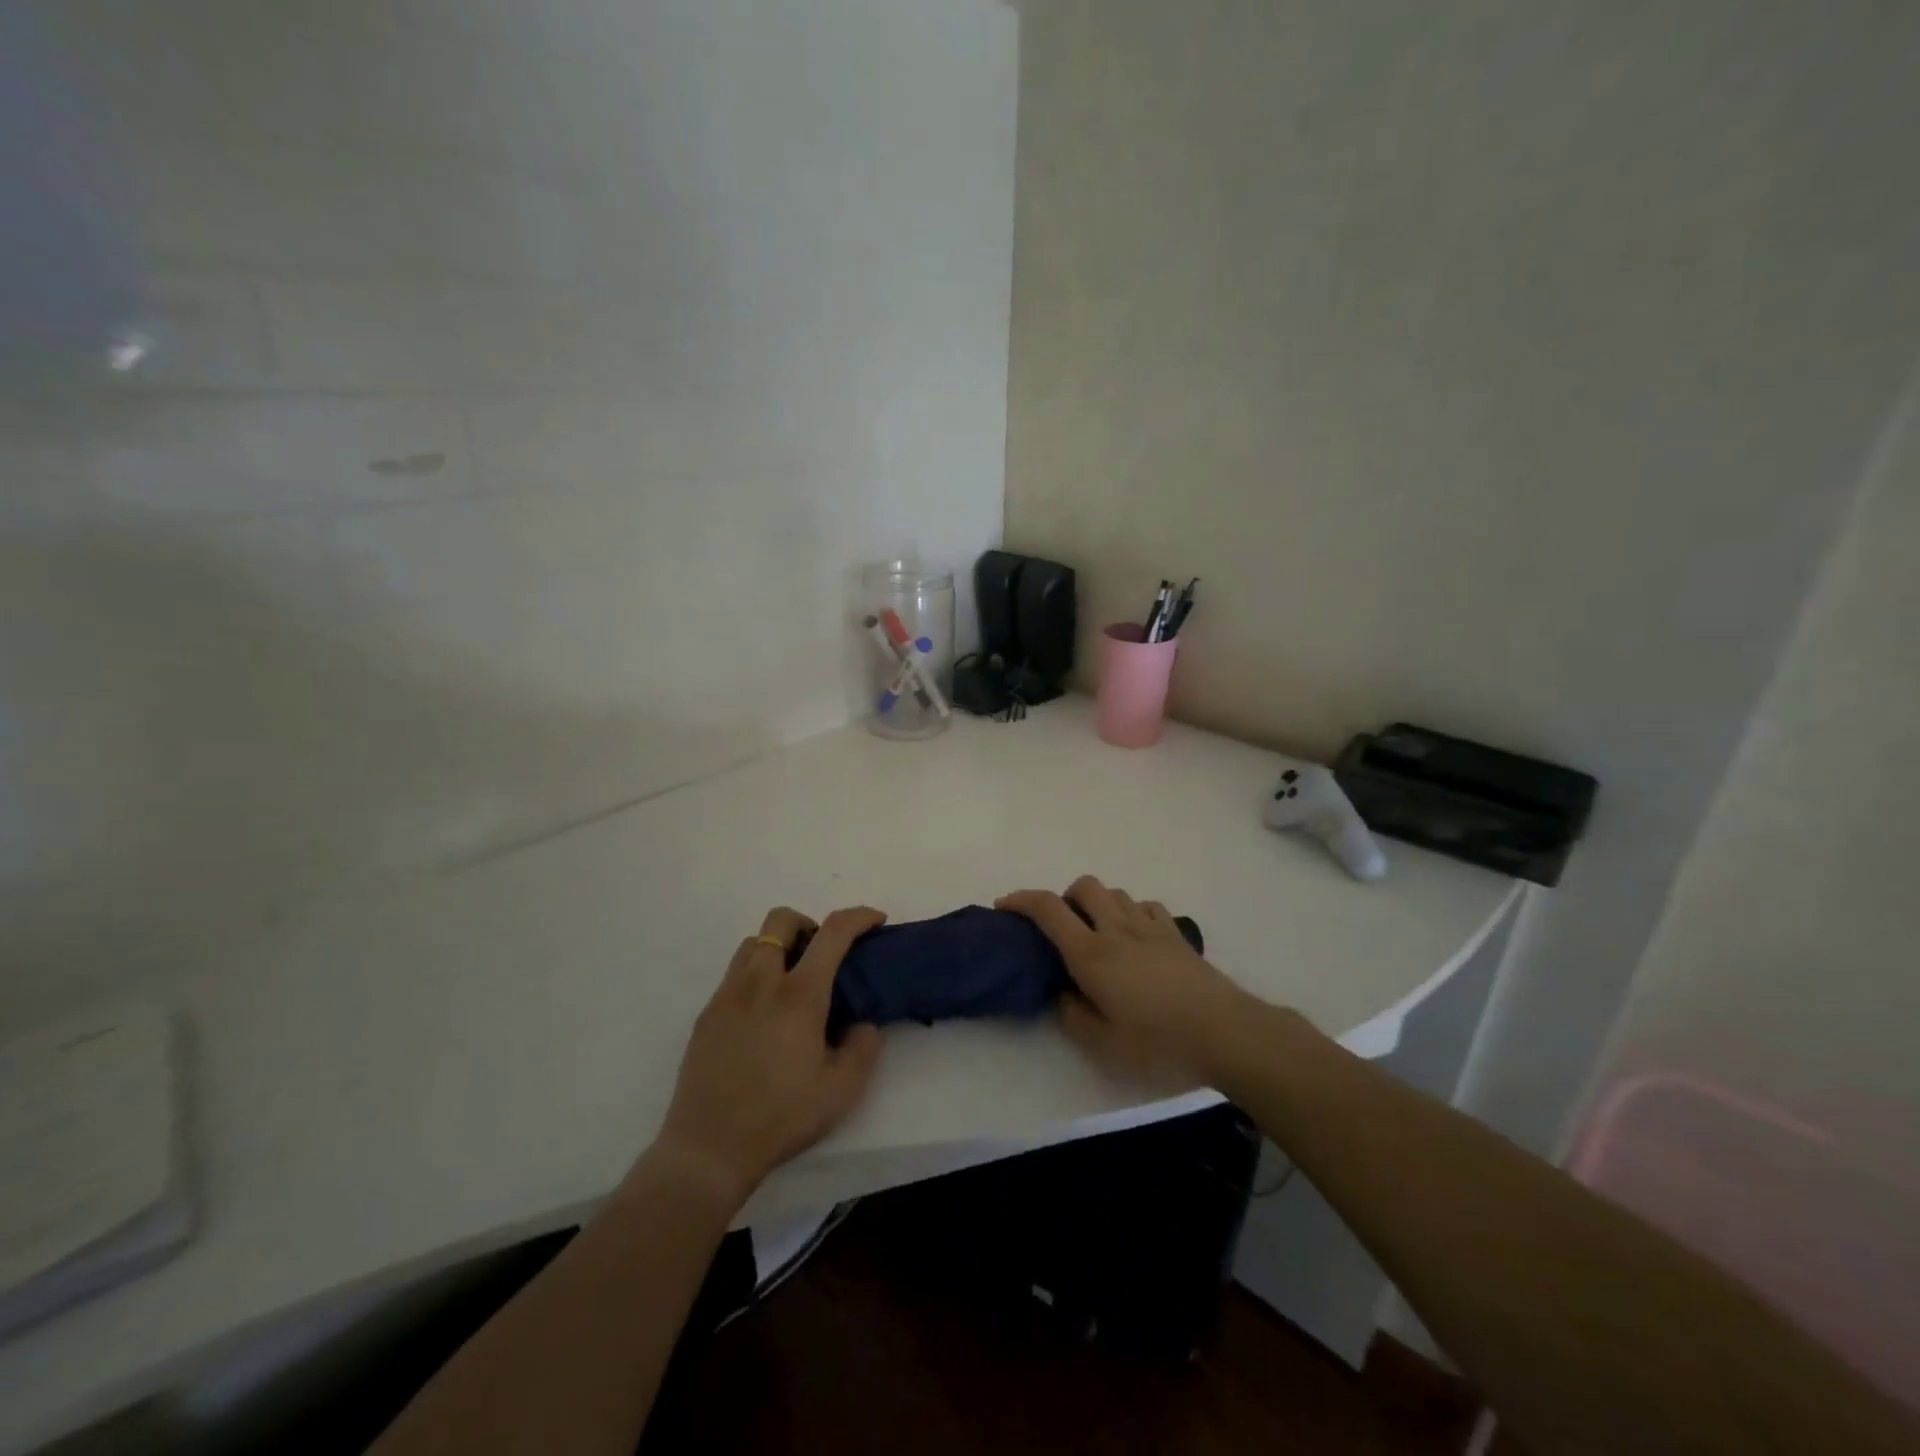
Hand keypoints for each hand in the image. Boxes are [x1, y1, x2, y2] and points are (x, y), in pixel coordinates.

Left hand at [649, 905, 886, 1209]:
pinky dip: (755, 975)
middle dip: (808, 924)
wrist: (709, 1148)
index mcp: (799, 994)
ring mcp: (727, 995)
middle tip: (822, 956)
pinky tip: (763, 1016)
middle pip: (781, 920)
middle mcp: (761, 982)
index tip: (875, 921)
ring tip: (791, 983)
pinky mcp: (706, 1015)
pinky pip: (733, 975)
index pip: (833, 932)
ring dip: (778, 947)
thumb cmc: (781, 1116)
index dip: (859, 916)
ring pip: (753, 943)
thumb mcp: (842, 1090)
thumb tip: (862, 1024)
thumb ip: (863, 1047)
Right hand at [997, 876, 1248, 1092]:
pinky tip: (1134, 937)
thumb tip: (1061, 993)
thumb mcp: (1103, 1044)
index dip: (1021, 900)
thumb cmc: (1159, 1042)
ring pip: (1115, 893)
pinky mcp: (1176, 934)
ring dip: (1098, 904)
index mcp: (1092, 954)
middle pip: (1084, 886)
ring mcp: (1150, 927)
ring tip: (1098, 934)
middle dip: (1064, 897)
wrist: (1226, 1032)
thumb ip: (1072, 1015)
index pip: (1048, 910)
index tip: (1004, 906)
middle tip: (1062, 929)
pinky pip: (1146, 906)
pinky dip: (1131, 912)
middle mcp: (1117, 930)